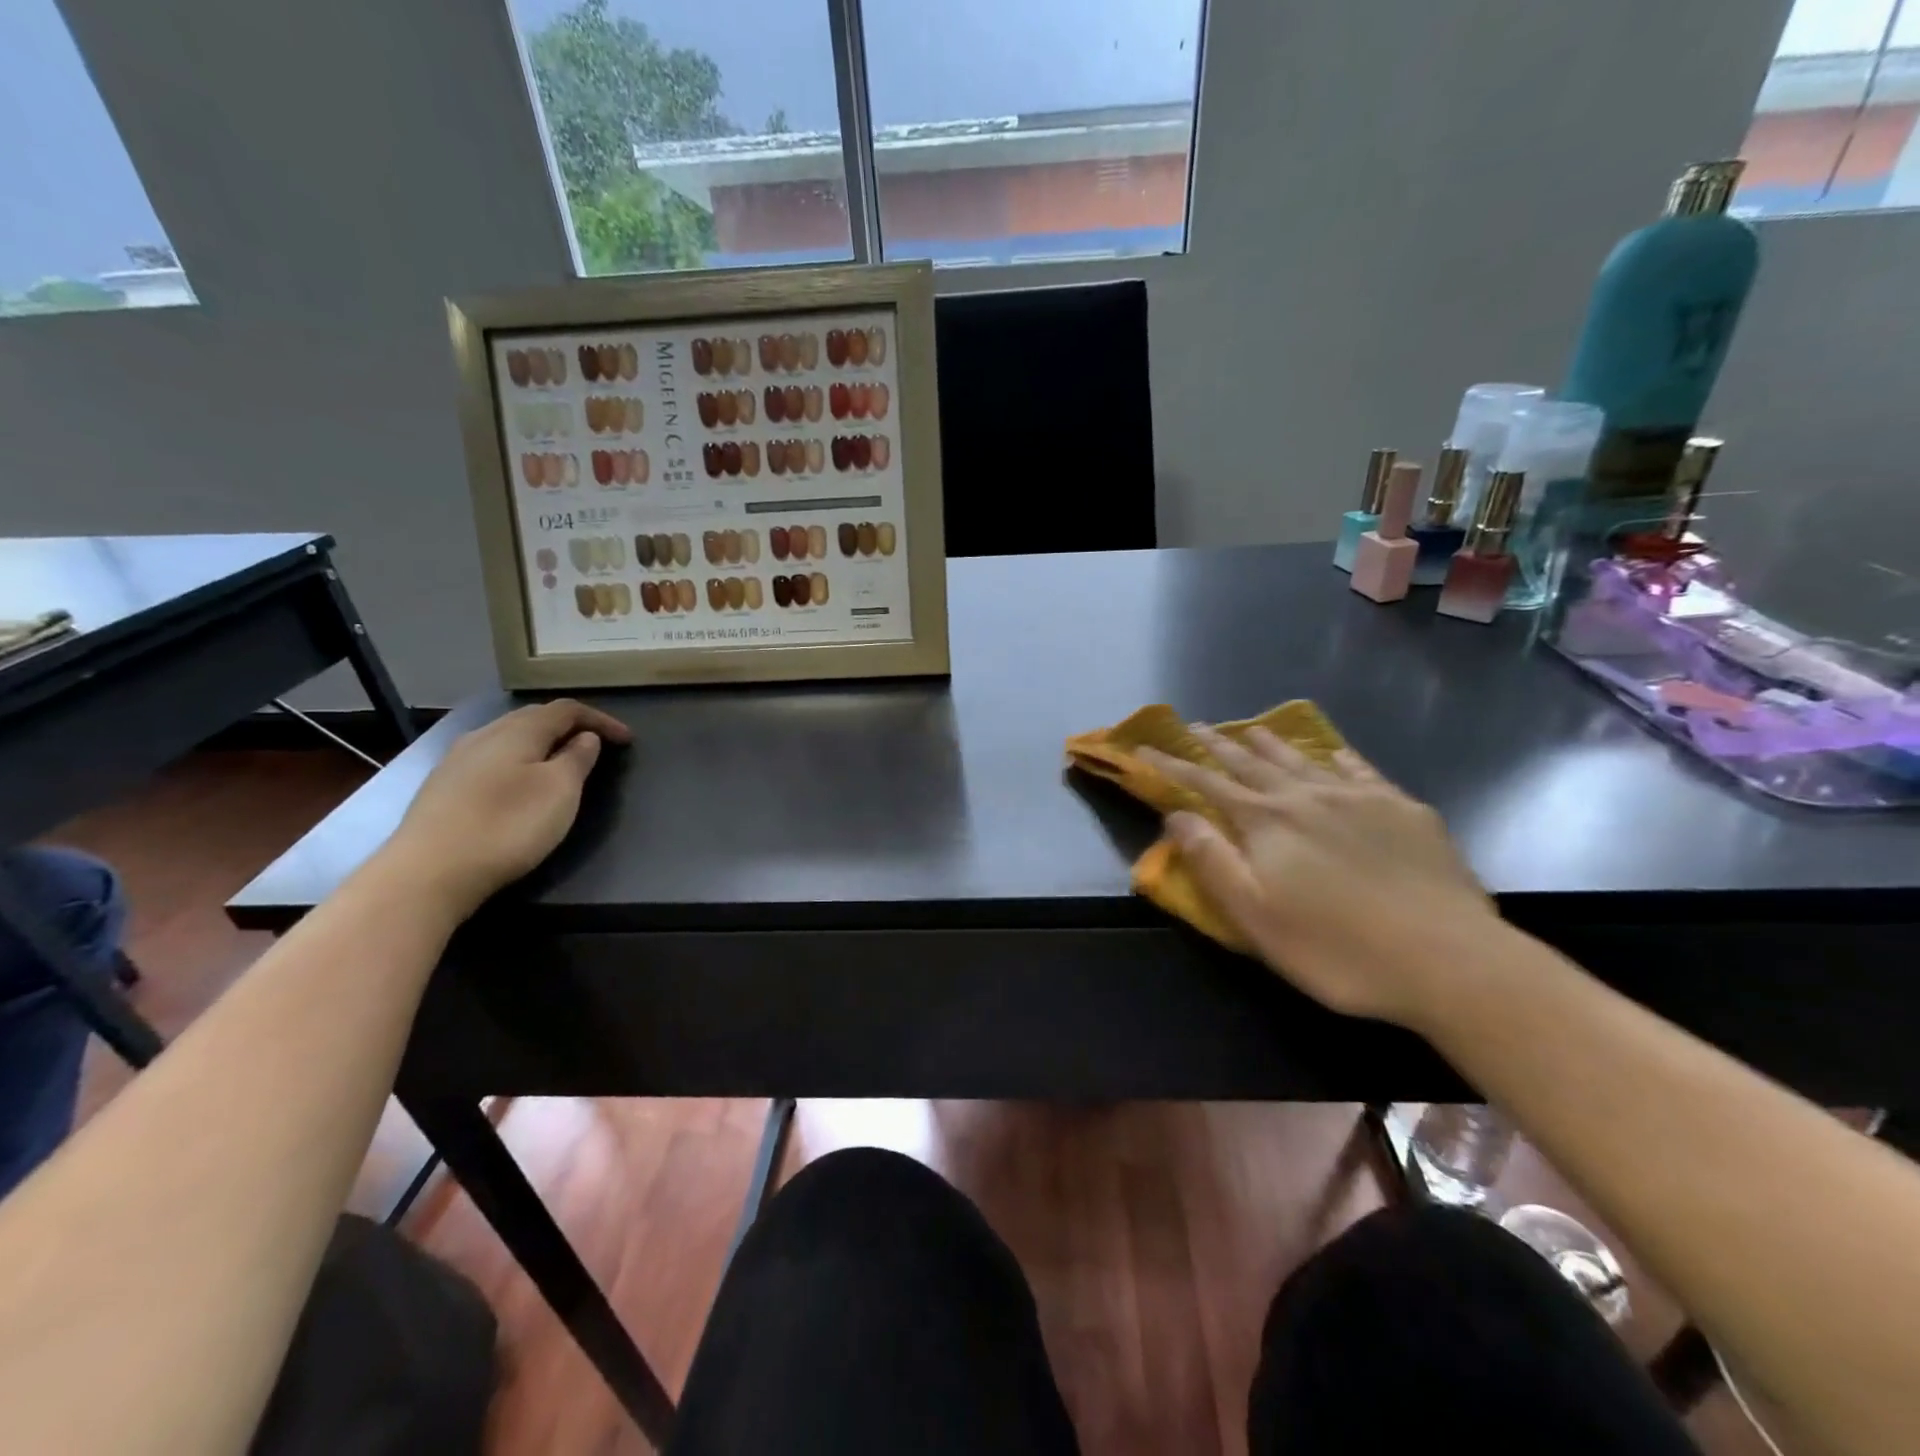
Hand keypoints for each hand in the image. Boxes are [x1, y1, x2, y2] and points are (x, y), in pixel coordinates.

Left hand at [380, 700, 631, 918]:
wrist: (427, 873)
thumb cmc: (507, 826)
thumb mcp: (560, 791)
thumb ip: (577, 758)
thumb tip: (585, 737)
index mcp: (518, 731)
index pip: (566, 710)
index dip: (600, 719)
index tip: (628, 740)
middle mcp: (484, 735)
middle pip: (534, 718)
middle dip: (570, 727)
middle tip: (597, 746)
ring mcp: (457, 761)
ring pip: (509, 739)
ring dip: (542, 745)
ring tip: (563, 763)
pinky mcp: (443, 788)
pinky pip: (492, 760)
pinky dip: (518, 762)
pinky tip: (520, 784)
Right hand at [1140, 726, 1497, 1026]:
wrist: (1449, 960)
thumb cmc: (1337, 948)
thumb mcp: (1254, 916)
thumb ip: (1211, 860)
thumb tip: (1177, 815)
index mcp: (1267, 822)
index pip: (1207, 784)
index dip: (1173, 765)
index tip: (1146, 747)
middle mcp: (1307, 797)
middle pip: (1252, 763)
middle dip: (1217, 746)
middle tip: (1195, 727)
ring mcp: (1360, 798)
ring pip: (1303, 759)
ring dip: (1271, 743)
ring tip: (1250, 729)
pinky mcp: (1404, 810)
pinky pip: (1360, 770)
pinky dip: (1338, 757)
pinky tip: (1333, 753)